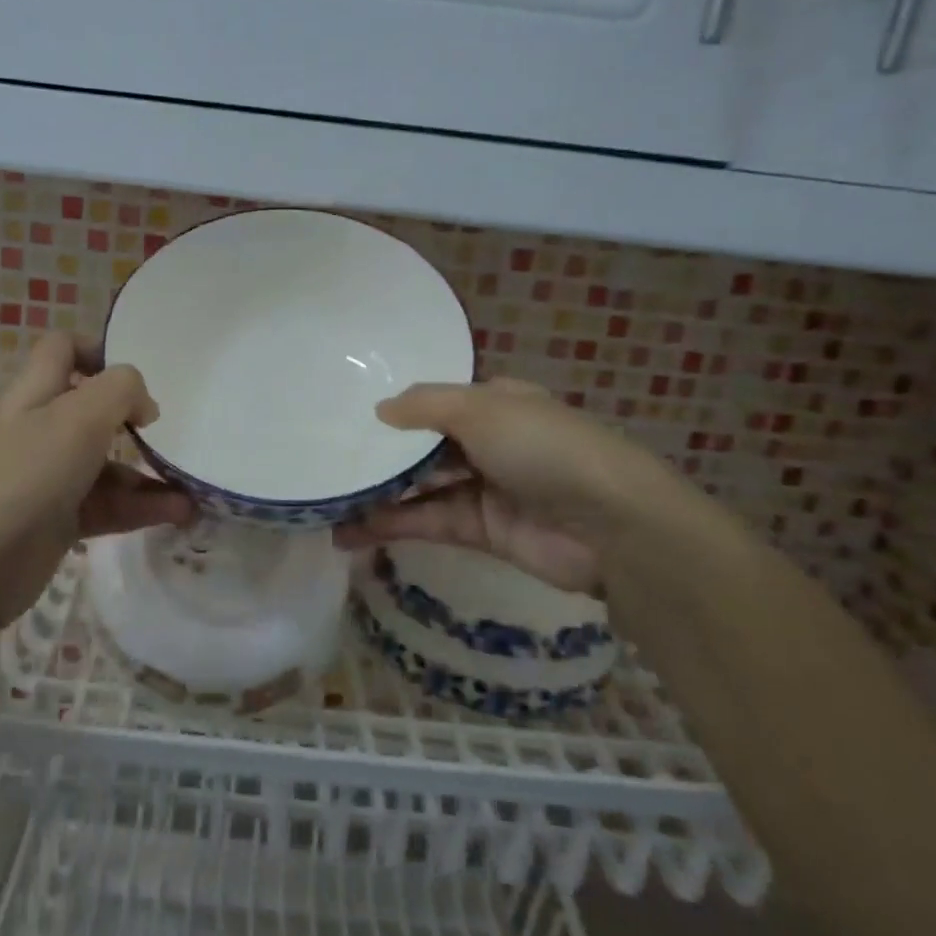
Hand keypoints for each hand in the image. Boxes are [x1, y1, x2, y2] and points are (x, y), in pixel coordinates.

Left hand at [0, 334, 193, 634]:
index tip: (138, 376)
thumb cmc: (27, 475)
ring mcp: (51, 478)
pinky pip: (110, 506)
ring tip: (192, 488)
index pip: (61, 350)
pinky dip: (143, 507)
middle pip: (93, 410)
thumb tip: (144, 406)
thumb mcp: (79, 417)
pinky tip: (180, 514)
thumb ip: (120, 391)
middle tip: (172, 432)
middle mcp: (42, 430)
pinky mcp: (62, 521)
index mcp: (36, 394)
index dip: (98, 350)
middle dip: (135, 419)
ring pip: (108, 465)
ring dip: (150, 473)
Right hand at [332, 377, 692, 593]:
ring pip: (420, 487)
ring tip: (326, 503)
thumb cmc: (543, 447)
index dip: (396, 410)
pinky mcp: (481, 531)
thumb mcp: (482, 409)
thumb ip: (425, 406)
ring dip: (377, 496)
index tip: (347, 415)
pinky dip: (392, 526)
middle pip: (424, 447)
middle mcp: (488, 442)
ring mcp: (484, 487)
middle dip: (380, 456)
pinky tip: (350, 532)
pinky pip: (428, 522)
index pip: (436, 402)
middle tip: (326, 462)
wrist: (609, 526)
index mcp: (495, 403)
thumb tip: (379, 410)